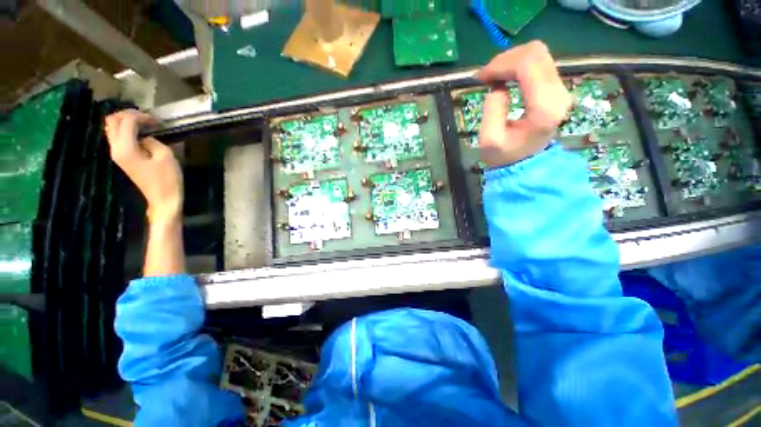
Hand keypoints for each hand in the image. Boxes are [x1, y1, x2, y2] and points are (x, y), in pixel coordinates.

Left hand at [105, 110, 182, 223]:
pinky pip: (117, 137)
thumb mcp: (166, 156)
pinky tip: (140, 133)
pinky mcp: (122, 159)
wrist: (163, 199)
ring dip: (125, 122)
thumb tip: (146, 138)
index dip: (141, 116)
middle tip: (146, 118)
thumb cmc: (167, 179)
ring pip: (112, 128)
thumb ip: (152, 141)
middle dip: (128, 114)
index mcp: (126, 148)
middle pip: (112, 122)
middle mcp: (116, 149)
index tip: (157, 121)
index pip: (126, 122)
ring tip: (143, 123)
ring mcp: (117, 155)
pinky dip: (126, 130)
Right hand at [475, 41, 571, 166]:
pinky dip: (517, 65)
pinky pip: (538, 62)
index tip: (481, 77)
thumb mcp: (489, 140)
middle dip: (505, 59)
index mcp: (544, 108)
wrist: (523, 163)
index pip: (527, 65)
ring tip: (493, 77)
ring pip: (538, 53)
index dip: (500, 64)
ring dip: (511, 60)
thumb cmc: (504, 156)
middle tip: (486, 76)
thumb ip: (492, 110)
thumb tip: (497, 87)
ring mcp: (560, 89)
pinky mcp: (556, 88)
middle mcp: (559, 93)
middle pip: (535, 53)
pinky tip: (505, 77)